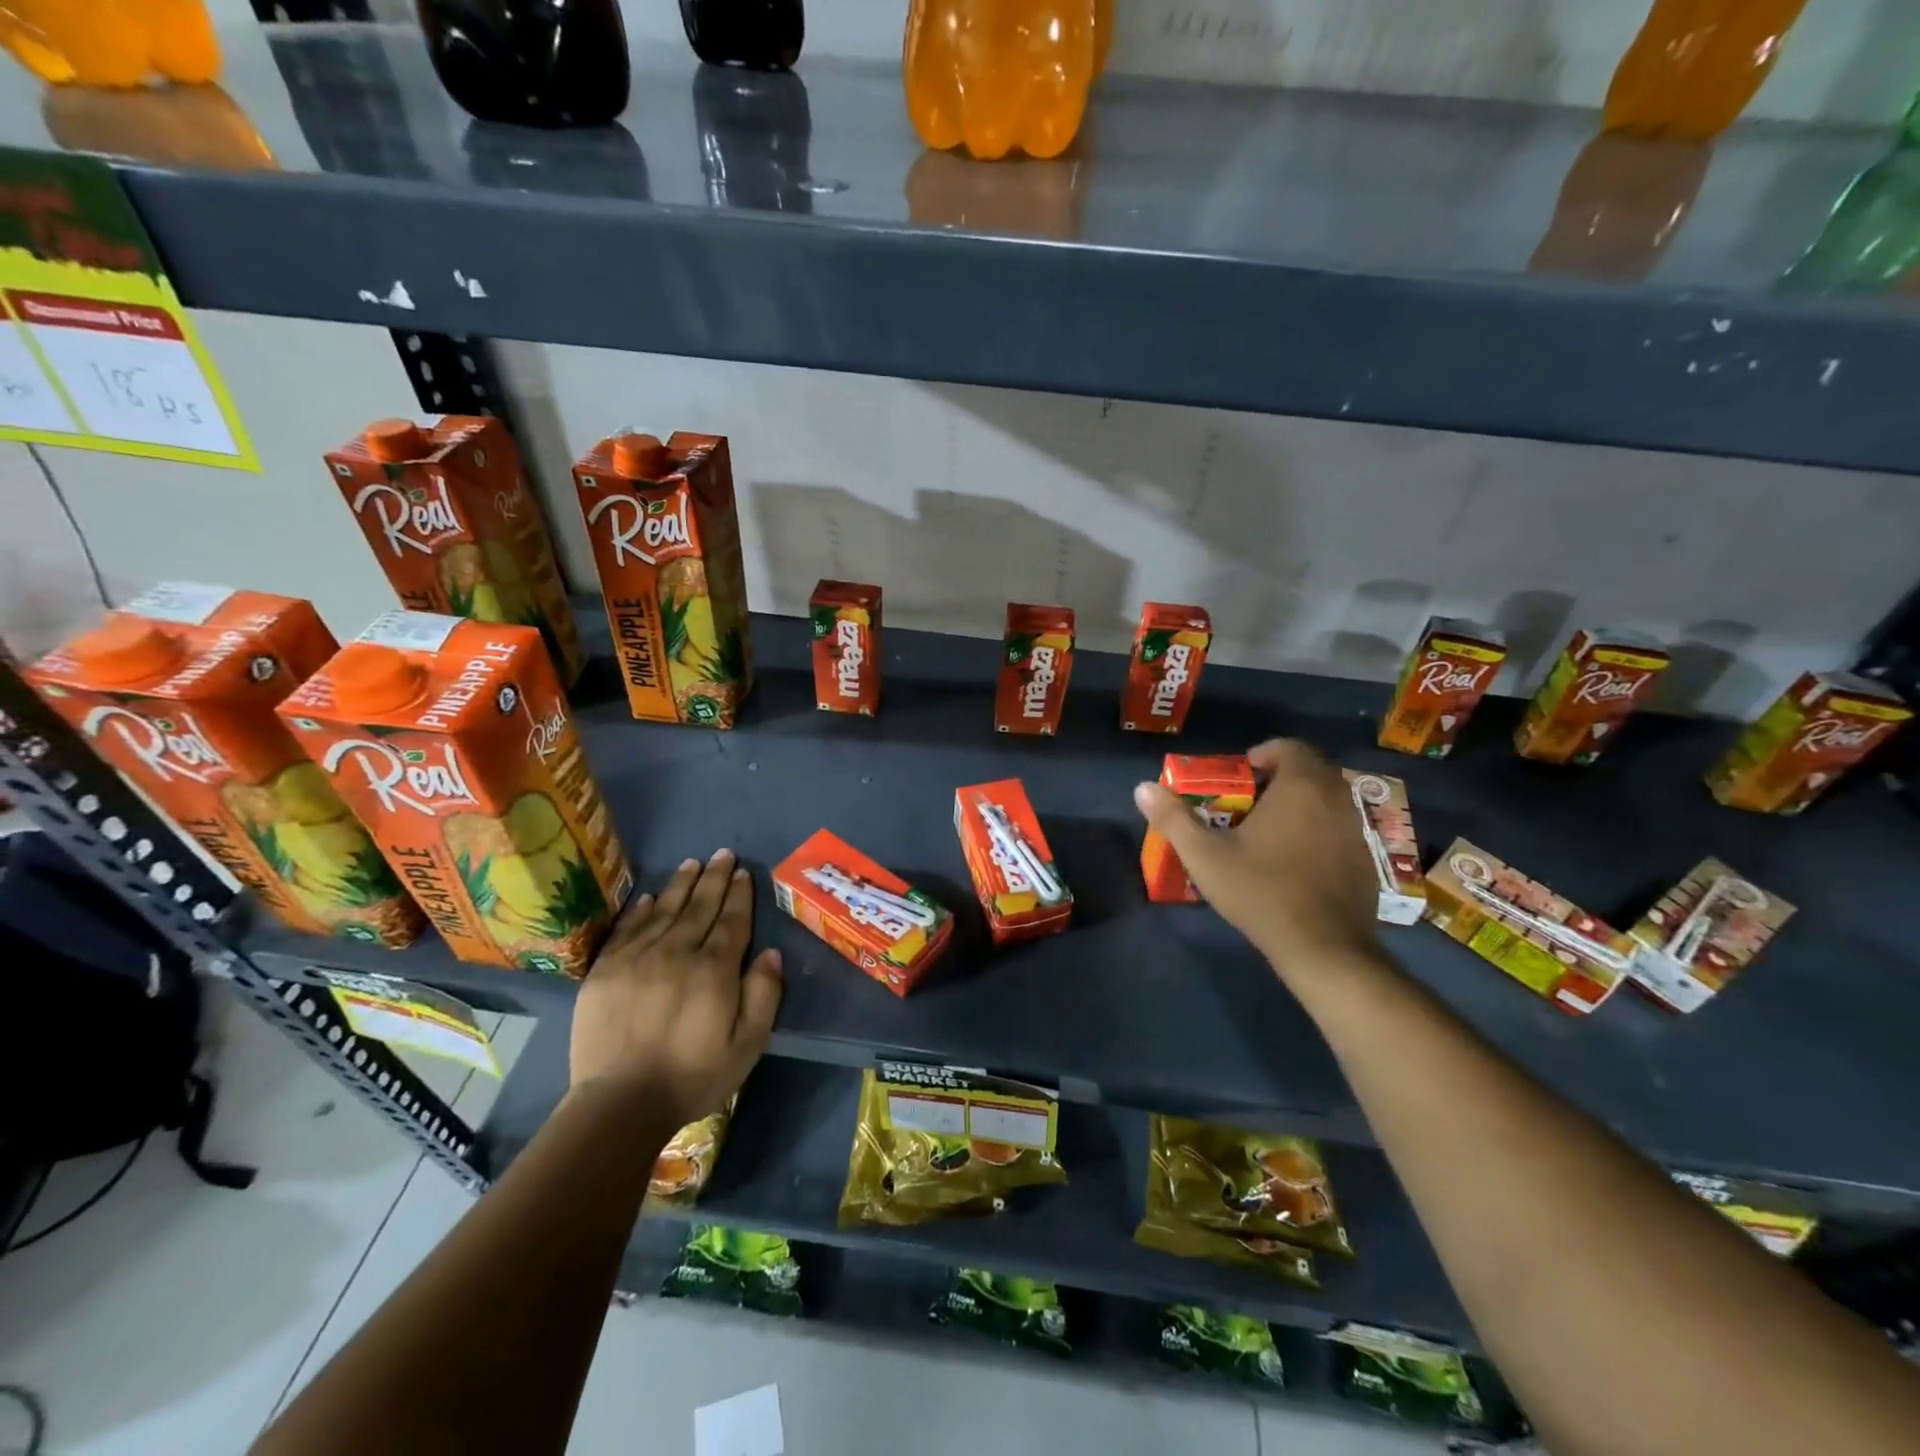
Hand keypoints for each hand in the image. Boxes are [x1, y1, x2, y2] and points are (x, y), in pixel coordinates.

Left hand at [569, 848, 782, 1129]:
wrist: (619, 1104)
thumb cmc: (693, 1076)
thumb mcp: (747, 1045)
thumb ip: (763, 995)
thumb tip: (771, 953)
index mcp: (714, 970)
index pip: (731, 921)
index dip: (739, 895)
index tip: (743, 872)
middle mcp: (677, 953)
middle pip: (700, 907)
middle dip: (714, 879)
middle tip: (723, 854)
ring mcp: (637, 959)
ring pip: (665, 910)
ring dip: (681, 885)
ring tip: (693, 864)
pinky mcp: (605, 970)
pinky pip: (627, 929)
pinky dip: (641, 909)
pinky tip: (651, 897)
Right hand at [1133, 739, 1379, 972]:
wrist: (1323, 947)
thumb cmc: (1260, 891)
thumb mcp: (1205, 855)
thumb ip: (1173, 818)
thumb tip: (1142, 787)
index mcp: (1300, 787)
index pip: (1289, 747)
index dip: (1264, 754)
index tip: (1241, 776)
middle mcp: (1335, 799)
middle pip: (1311, 771)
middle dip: (1280, 779)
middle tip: (1249, 803)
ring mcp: (1355, 831)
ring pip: (1327, 801)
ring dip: (1301, 805)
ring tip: (1269, 833)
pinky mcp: (1365, 861)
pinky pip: (1339, 830)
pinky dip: (1318, 832)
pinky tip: (1295, 864)